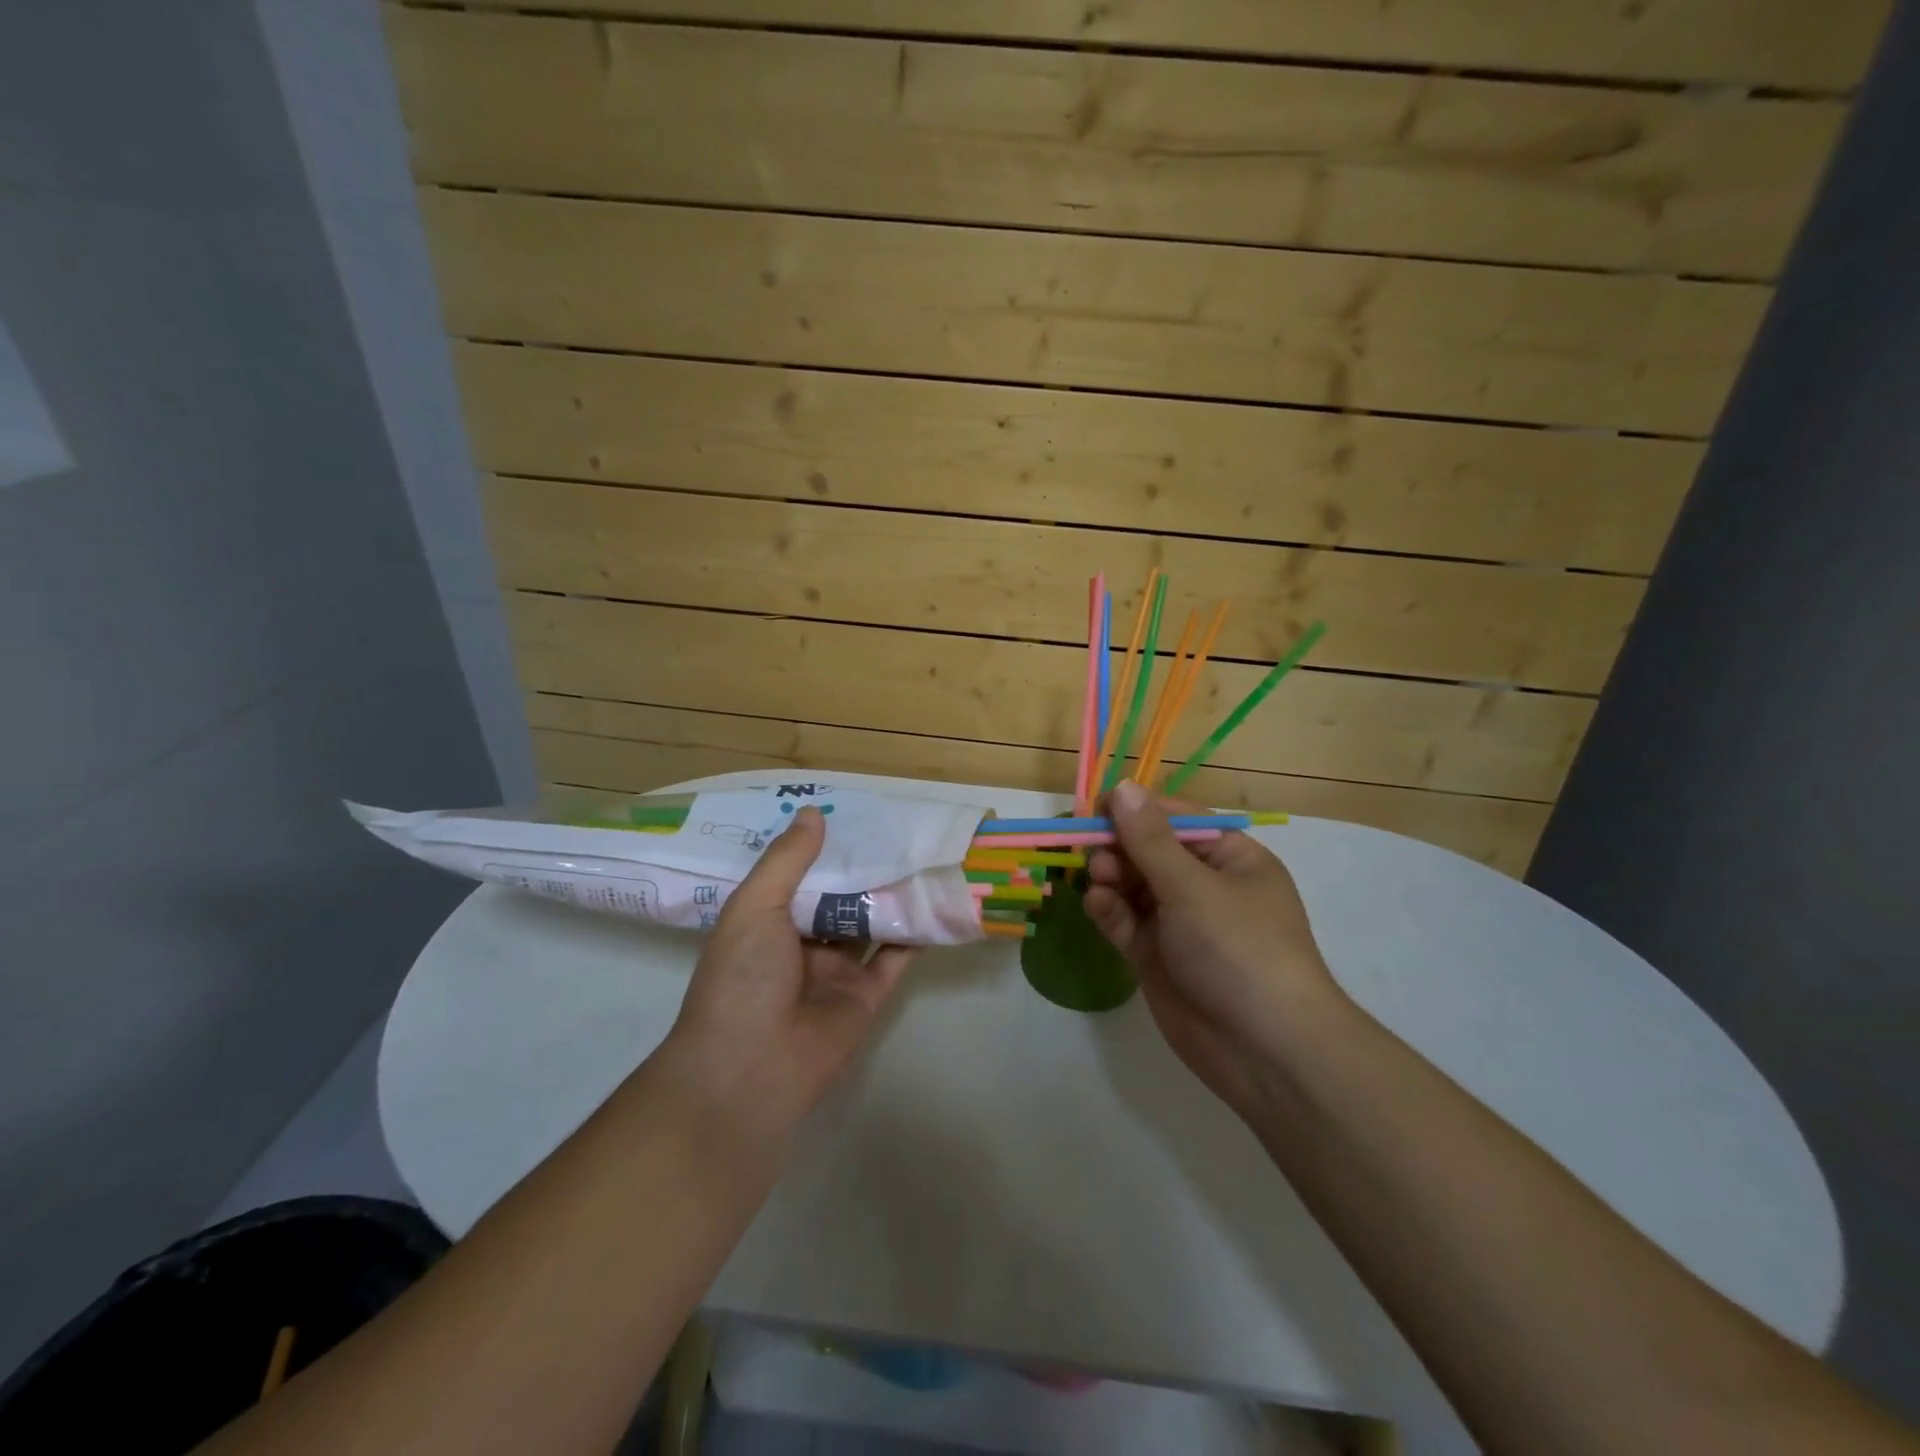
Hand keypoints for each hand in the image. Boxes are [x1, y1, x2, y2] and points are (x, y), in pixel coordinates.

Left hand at [654, 806, 913, 1137]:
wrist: (749, 1070)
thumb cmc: (741, 978)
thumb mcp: (754, 907)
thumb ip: (786, 861)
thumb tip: (813, 813)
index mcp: (768, 922)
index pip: (800, 874)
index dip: (823, 847)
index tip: (852, 812)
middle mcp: (803, 943)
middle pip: (840, 897)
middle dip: (864, 868)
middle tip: (898, 827)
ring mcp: (837, 971)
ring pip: (871, 924)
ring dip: (892, 896)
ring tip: (924, 855)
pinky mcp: (867, 996)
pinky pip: (896, 958)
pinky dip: (915, 934)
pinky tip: (936, 901)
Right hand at [1084, 781, 1350, 1117]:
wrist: (1265, 1051)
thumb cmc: (1239, 949)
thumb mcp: (1193, 886)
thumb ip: (1150, 839)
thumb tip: (1124, 787)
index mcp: (1229, 858)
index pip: (1176, 818)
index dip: (1136, 810)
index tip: (1094, 808)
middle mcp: (1204, 885)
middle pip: (1148, 850)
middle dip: (1118, 846)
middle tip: (1089, 850)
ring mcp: (1178, 923)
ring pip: (1132, 885)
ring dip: (1110, 876)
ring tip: (1097, 879)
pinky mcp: (1156, 956)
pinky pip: (1125, 921)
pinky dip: (1109, 910)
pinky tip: (1098, 906)